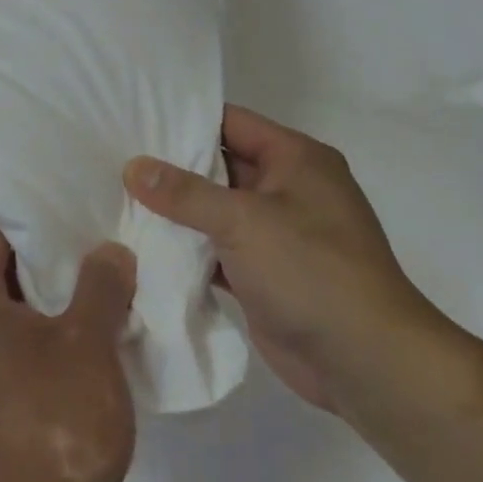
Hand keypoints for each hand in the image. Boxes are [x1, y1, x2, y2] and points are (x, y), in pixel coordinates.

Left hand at [0, 216, 137, 481]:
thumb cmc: (54, 424)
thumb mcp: (88, 343)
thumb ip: (100, 285)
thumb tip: (107, 251)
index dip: (30, 212)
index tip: (69, 203)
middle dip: (44, 255)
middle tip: (91, 239)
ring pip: (3, 311)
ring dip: (45, 299)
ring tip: (94, 284)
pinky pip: (5, 347)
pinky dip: (37, 335)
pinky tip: (79, 339)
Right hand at [125, 104, 453, 415]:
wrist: (367, 363)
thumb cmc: (311, 272)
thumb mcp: (244, 221)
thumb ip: (185, 193)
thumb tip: (133, 166)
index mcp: (295, 159)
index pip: (230, 122)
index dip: (184, 119)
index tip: (135, 118)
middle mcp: (287, 189)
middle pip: (219, 166)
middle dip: (171, 167)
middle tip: (115, 158)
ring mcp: (276, 234)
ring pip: (214, 210)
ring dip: (175, 211)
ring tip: (116, 197)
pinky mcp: (263, 274)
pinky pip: (216, 249)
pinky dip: (187, 249)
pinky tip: (143, 245)